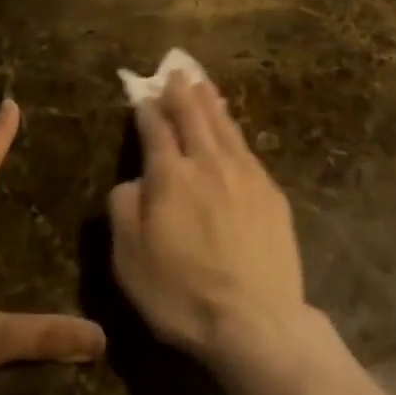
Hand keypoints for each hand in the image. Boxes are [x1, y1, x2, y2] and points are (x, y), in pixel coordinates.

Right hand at [108, 74, 312, 369]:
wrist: (256, 321)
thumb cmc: (182, 294)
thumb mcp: (130, 259)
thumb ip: (124, 209)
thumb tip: (132, 180)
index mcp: (170, 176)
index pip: (156, 130)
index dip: (147, 110)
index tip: (142, 96)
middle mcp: (207, 163)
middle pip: (193, 117)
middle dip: (181, 93)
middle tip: (177, 73)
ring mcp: (244, 175)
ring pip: (224, 127)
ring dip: (211, 103)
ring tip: (204, 84)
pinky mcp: (271, 193)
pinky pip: (248, 149)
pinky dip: (235, 131)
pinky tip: (234, 131)